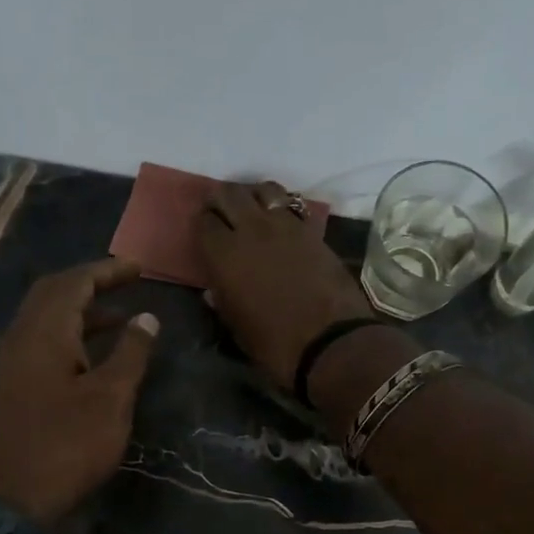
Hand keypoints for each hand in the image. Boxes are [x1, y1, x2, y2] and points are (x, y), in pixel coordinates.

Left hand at [0, 257, 158, 528]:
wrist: (12, 499)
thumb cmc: (68, 445)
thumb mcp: (111, 398)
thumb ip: (130, 353)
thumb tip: (146, 318)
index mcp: (42, 332)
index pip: (74, 282)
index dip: (107, 271)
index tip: (139, 269)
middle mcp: (19, 337)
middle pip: (52, 293)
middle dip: (90, 284)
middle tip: (126, 284)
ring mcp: (9, 363)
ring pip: (44, 319)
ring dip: (80, 312)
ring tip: (121, 319)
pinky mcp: (10, 386)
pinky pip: (40, 343)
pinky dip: (69, 336)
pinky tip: (93, 356)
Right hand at [194, 180, 375, 392]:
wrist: (329, 342)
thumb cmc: (274, 343)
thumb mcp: (236, 327)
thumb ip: (222, 301)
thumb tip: (214, 289)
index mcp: (224, 254)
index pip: (204, 221)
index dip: (203, 225)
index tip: (206, 234)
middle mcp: (251, 229)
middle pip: (230, 194)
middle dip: (222, 201)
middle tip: (223, 215)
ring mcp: (285, 225)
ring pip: (264, 190)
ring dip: (254, 196)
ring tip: (254, 212)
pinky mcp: (312, 230)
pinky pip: (292, 205)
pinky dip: (282, 207)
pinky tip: (281, 223)